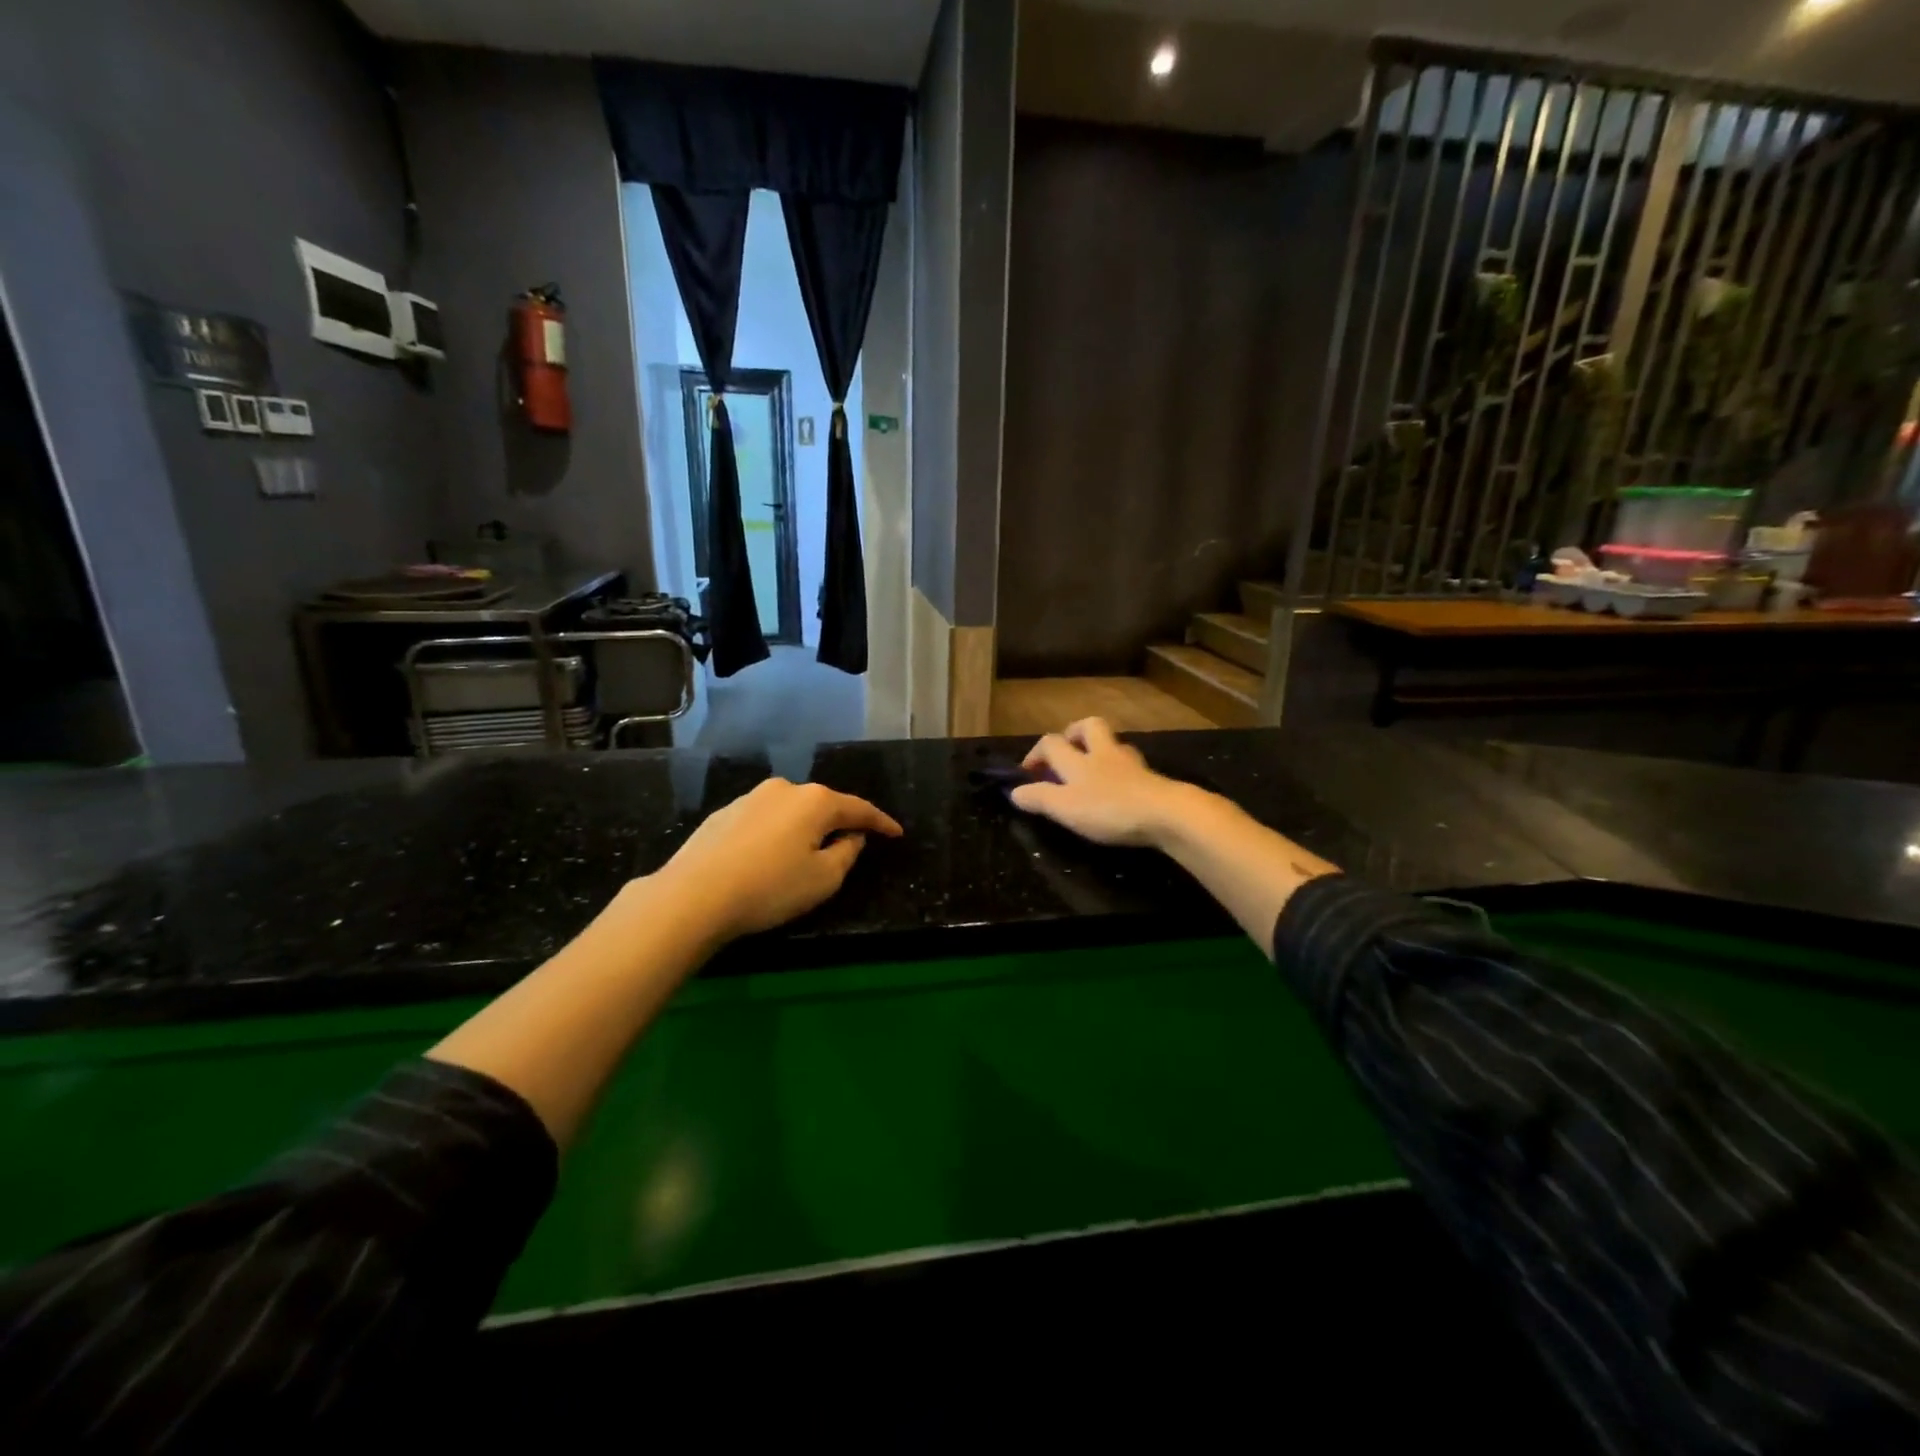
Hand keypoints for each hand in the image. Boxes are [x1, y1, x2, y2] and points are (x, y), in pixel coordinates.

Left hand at [651, 779, 902, 942]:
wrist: (694, 895)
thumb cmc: (770, 887)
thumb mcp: (823, 879)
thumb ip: (847, 853)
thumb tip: (852, 836)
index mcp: (816, 801)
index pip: (859, 808)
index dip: (881, 822)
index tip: (896, 833)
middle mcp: (785, 789)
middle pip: (823, 805)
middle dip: (839, 823)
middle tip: (851, 844)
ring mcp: (751, 798)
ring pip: (791, 811)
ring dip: (804, 828)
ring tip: (806, 853)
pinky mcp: (724, 813)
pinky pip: (764, 820)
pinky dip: (776, 834)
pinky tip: (768, 856)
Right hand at [1010, 718, 1191, 847]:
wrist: (1166, 814)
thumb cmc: (1109, 808)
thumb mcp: (1065, 807)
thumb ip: (1039, 798)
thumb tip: (1014, 791)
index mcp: (1078, 759)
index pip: (1051, 743)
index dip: (1035, 754)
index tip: (1027, 772)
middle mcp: (1104, 753)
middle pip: (1089, 726)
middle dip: (1073, 733)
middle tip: (1066, 752)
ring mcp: (1131, 764)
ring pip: (1113, 745)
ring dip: (1100, 751)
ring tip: (1092, 771)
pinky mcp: (1152, 779)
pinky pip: (1131, 767)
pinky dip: (1120, 772)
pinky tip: (1118, 788)